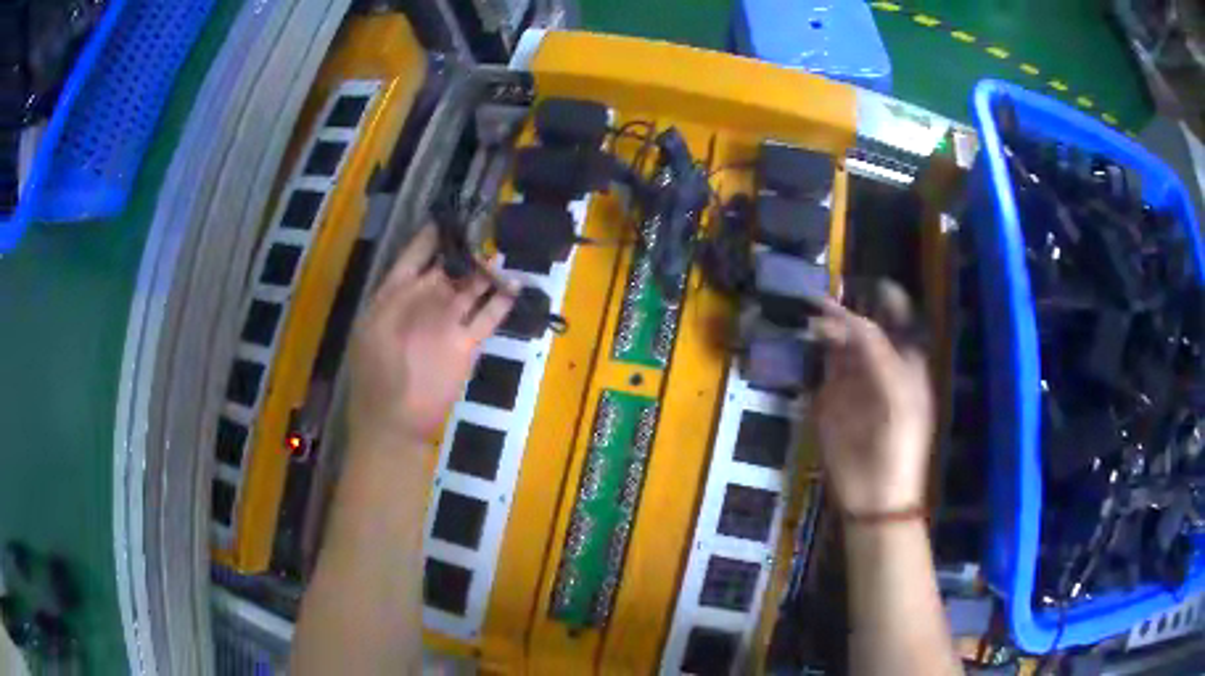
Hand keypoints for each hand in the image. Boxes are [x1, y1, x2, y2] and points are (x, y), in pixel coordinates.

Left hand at [348, 226, 514, 449]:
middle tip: (485, 228)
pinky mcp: (467, 344)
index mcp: (396, 296)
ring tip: (503, 252)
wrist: (395, 422)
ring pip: (471, 289)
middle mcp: (424, 303)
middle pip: (447, 269)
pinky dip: (502, 302)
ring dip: (486, 272)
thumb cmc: (378, 372)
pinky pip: (488, 317)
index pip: (414, 258)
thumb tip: (435, 268)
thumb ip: (404, 294)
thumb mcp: (378, 325)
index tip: (448, 217)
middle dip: (464, 250)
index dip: (429, 238)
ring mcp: (447, 324)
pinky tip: (516, 286)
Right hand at [812, 282, 933, 514]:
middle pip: (861, 327)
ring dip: (824, 329)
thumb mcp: (896, 394)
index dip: (879, 296)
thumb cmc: (898, 444)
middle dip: (843, 310)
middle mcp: (878, 366)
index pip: (893, 318)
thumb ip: (876, 353)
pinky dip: (811, 355)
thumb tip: (848, 320)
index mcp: (903, 362)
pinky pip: (820, 369)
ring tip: (807, 312)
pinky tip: (802, 342)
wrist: (877, 495)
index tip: (855, 281)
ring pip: (837, 345)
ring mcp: (852, 384)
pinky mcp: (829, 403)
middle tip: (818, 297)